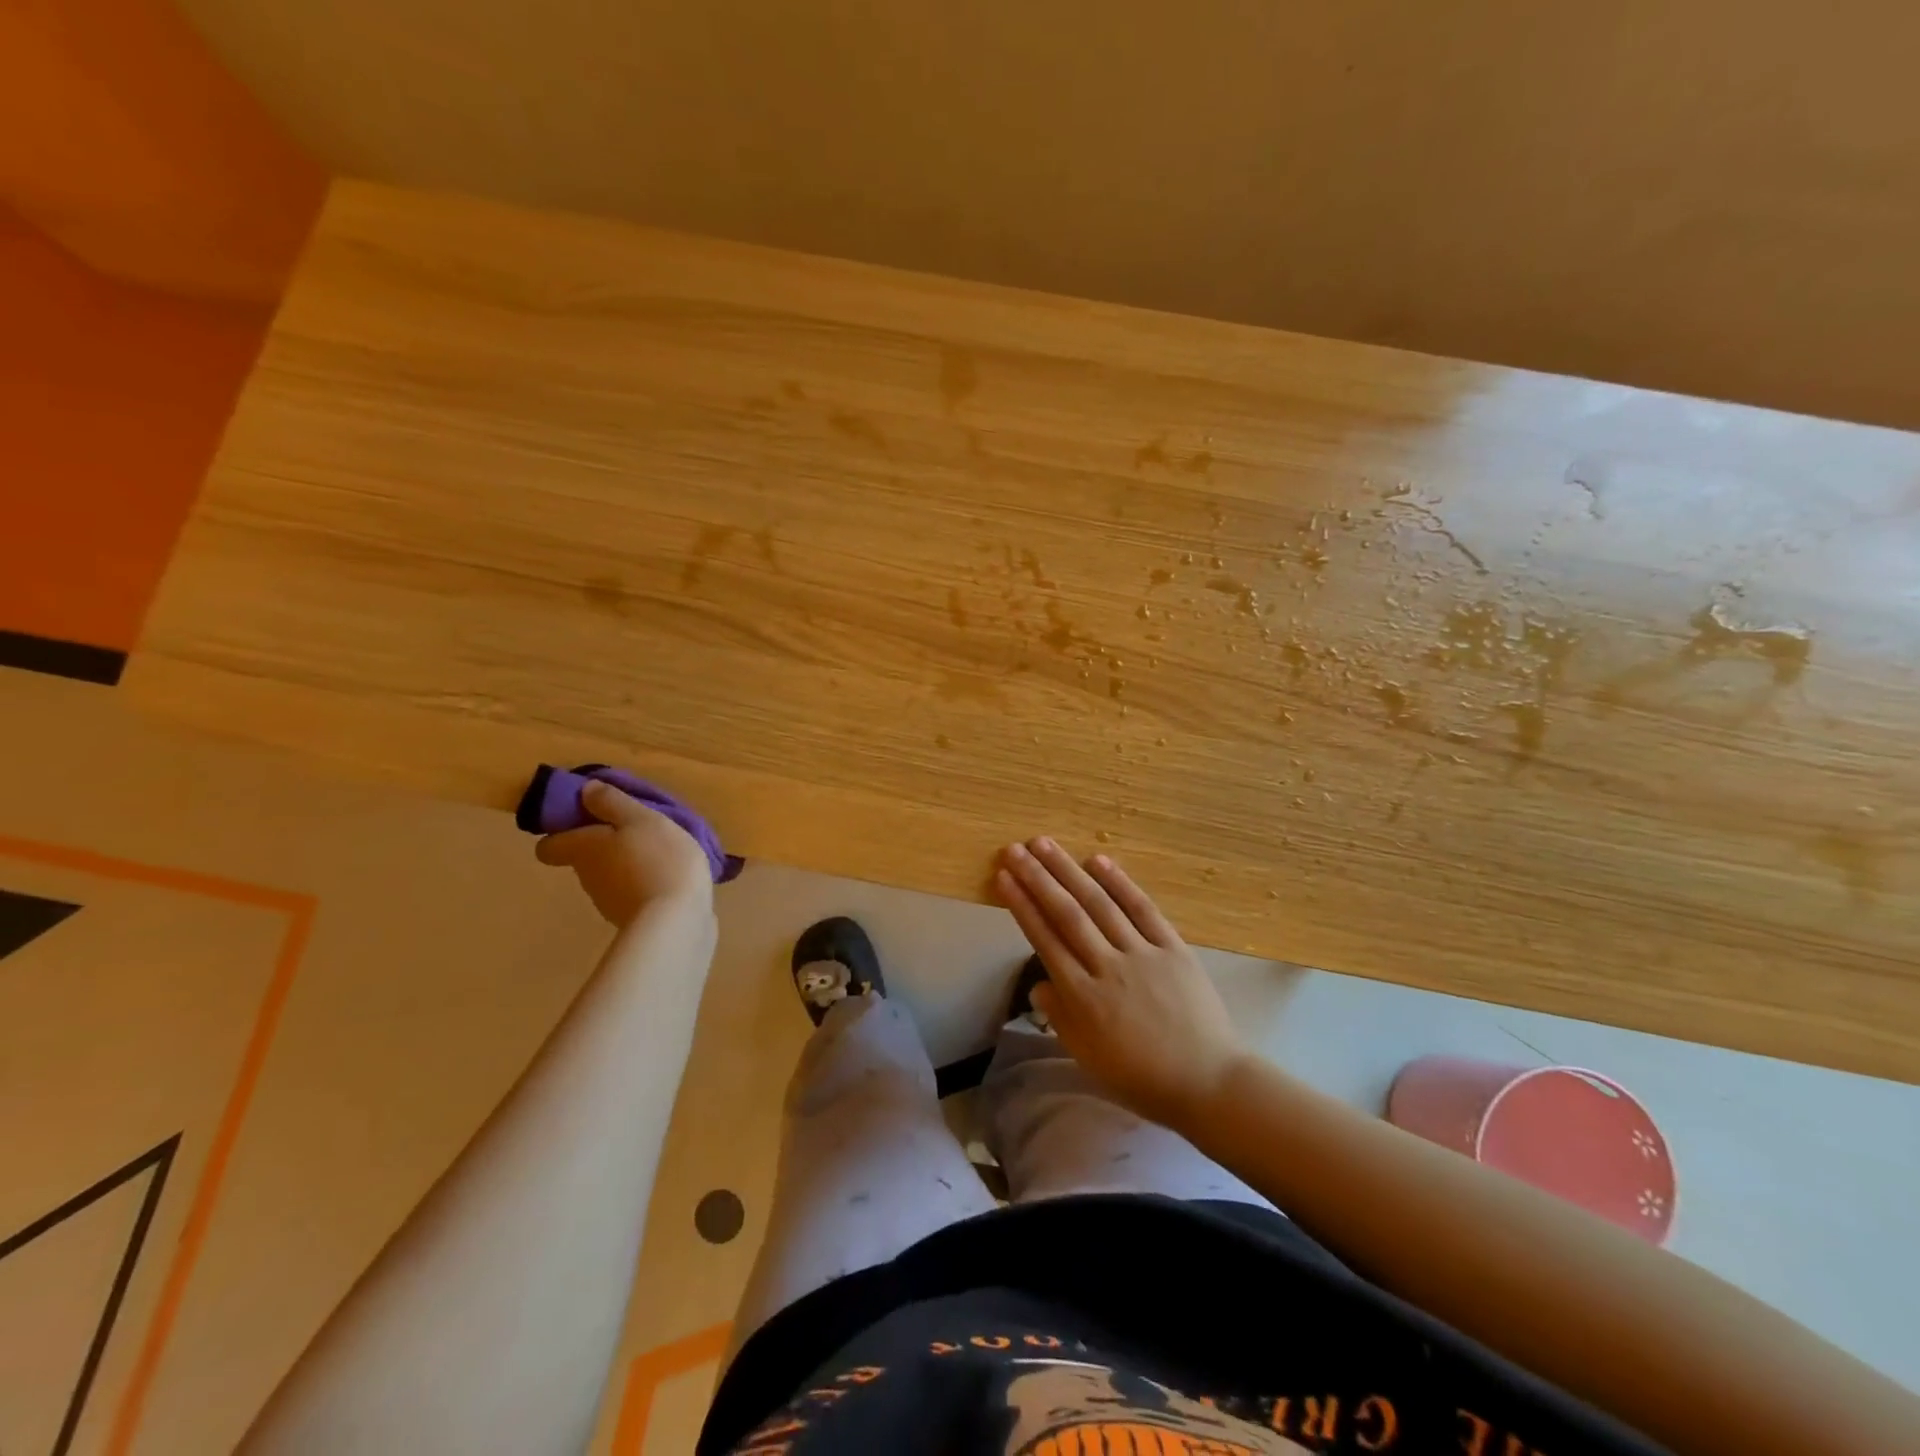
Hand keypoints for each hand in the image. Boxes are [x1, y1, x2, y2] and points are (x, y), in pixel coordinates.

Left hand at [536, 781, 713, 925]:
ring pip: (611, 875)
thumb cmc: (657, 859)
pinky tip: (672, 877)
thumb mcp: (640, 819)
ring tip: (662, 854)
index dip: (563, 831)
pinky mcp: (633, 919)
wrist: (676, 921)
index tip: (589, 820)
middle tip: (638, 831)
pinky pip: (633, 893)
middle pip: (584, 857)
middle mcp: (587, 877)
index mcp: (583, 848)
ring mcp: (608, 902)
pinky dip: (645, 884)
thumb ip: (612, 802)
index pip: (548, 846)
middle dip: (606, 844)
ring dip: (629, 864)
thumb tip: (585, 790)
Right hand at [994, 837, 1248, 1130]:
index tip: (1003, 877)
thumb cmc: (1141, 1077)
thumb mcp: (1088, 1058)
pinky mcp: (1173, 948)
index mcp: (1084, 998)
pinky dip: (1120, 883)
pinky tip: (1098, 860)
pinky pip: (1143, 909)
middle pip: (1067, 914)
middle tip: (1014, 849)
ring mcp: (1143, 954)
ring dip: (1069, 871)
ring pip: (1099, 904)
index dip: (1022, 906)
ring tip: (1044, 844)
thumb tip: (1039, 983)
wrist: (1208, 1082)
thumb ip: (1060, 1017)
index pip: (1045, 940)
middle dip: (1037, 878)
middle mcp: (1108, 968)